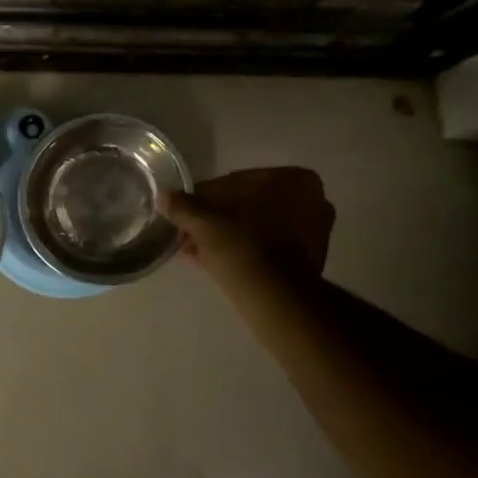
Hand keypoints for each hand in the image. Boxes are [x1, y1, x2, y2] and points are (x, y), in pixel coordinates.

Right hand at [158, 168, 335, 294]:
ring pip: (256, 228)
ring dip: (225, 237)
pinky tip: (212, 261)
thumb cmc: (243, 248)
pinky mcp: (308, 260)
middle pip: (248, 206)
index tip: (184, 213)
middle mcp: (311, 199)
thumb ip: (183, 206)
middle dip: (215, 220)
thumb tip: (163, 195)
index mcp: (294, 179)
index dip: (204, 199)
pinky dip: (242, 251)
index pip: (236, 183)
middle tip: (187, 233)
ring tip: (194, 251)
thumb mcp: (204, 223)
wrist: (274, 298)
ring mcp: (314, 231)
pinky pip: (267, 247)